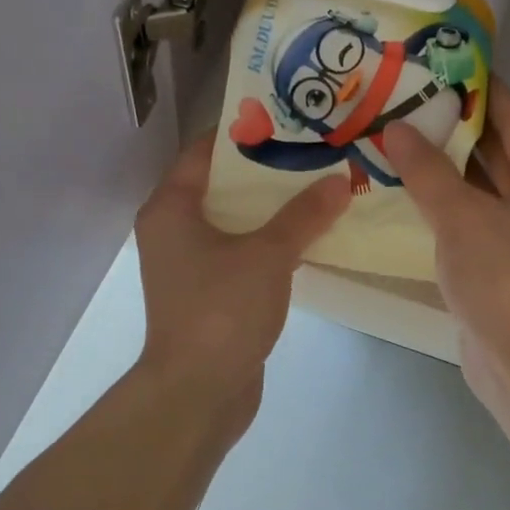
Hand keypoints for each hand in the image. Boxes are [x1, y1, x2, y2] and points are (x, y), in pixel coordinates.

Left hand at [134, 138, 349, 411]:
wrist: (199, 390)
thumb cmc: (221, 310)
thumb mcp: (267, 255)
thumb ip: (303, 215)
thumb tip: (338, 181)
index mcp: (171, 208)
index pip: (204, 152)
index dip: (244, 132)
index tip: (288, 119)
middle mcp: (173, 231)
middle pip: (222, 187)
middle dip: (268, 172)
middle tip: (315, 153)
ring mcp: (190, 266)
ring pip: (235, 224)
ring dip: (273, 211)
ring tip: (320, 188)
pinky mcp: (209, 295)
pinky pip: (241, 255)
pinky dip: (270, 245)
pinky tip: (310, 238)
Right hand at [383, 80, 509, 380]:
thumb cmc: (503, 275)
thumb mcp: (461, 215)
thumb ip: (427, 170)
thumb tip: (395, 128)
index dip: (485, 92)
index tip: (451, 68)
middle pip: (497, 155)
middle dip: (458, 131)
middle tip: (413, 103)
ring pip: (481, 192)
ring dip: (446, 171)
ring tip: (403, 141)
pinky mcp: (499, 269)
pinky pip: (469, 223)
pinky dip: (444, 208)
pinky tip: (409, 196)